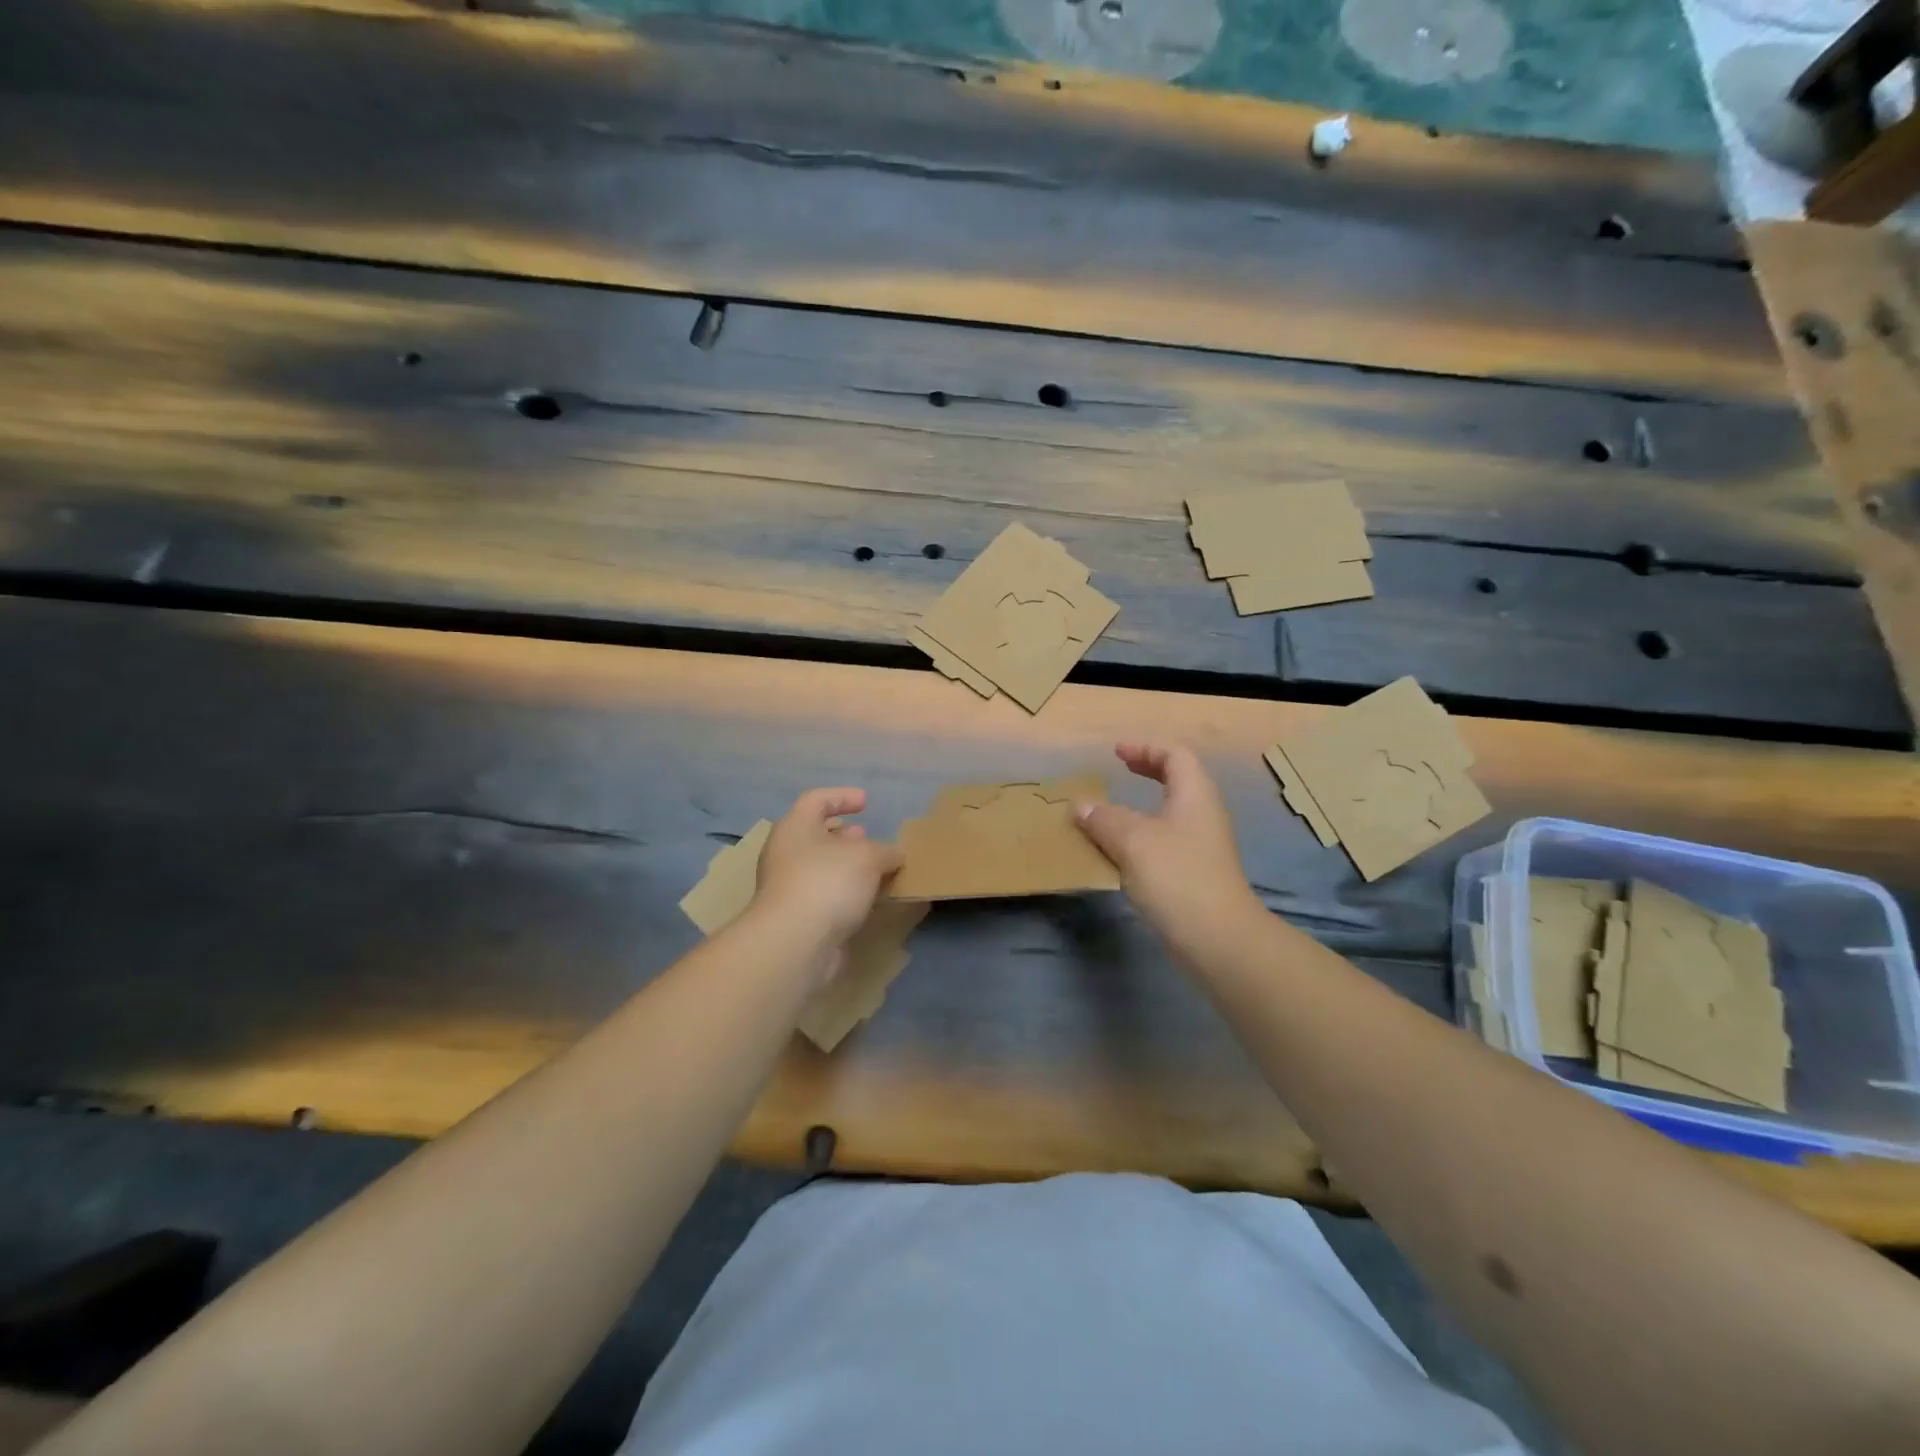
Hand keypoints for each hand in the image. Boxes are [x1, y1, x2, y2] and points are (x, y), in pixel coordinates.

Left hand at [752, 787, 902, 953]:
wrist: (795, 943)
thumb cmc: (827, 882)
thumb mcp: (868, 857)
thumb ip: (885, 851)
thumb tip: (893, 856)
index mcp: (795, 827)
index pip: (816, 800)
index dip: (842, 797)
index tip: (866, 802)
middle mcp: (786, 853)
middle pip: (816, 835)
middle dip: (845, 835)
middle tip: (868, 837)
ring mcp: (789, 887)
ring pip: (822, 868)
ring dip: (848, 867)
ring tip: (878, 870)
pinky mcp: (798, 918)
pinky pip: (826, 895)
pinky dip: (847, 893)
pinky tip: (870, 900)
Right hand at [1074, 743, 1262, 956]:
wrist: (1218, 937)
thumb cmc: (1177, 876)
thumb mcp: (1132, 841)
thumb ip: (1104, 819)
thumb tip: (1081, 806)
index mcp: (1194, 795)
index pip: (1175, 755)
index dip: (1145, 748)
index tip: (1116, 753)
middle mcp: (1203, 814)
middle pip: (1179, 780)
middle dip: (1148, 771)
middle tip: (1120, 769)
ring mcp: (1202, 845)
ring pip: (1171, 812)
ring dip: (1142, 806)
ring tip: (1112, 812)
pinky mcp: (1195, 873)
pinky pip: (1166, 839)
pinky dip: (1143, 834)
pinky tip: (1121, 851)